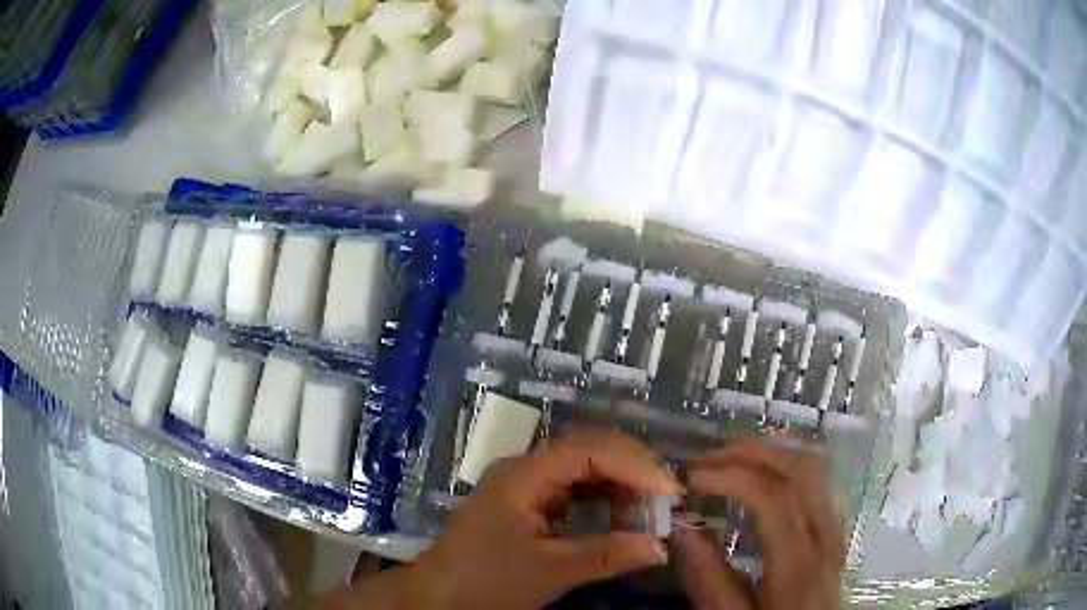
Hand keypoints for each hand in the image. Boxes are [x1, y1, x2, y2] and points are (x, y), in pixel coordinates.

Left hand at [410, 426, 681, 608]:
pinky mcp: (528, 503)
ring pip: (581, 468)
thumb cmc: (486, 581)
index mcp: (523, 475)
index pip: (587, 450)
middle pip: (586, 450)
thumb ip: (605, 556)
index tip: (669, 489)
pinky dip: (602, 498)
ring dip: (619, 482)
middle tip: (667, 493)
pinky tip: (623, 513)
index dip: (633, 464)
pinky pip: (573, 489)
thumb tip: (661, 546)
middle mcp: (525, 469)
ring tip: (651, 503)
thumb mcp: (548, 572)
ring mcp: (525, 485)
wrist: (439, 595)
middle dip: (631, 466)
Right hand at [673, 441, 844, 609]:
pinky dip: (786, 464)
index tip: (693, 476)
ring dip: (771, 452)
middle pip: (801, 469)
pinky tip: (762, 472)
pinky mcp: (835, 527)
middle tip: (708, 457)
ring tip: (730, 457)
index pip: (776, 496)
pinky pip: (817, 479)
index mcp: (800, 563)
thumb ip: (709, 580)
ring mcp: (836, 527)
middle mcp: (826, 535)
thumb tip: (683, 530)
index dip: (733, 474)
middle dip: (752, 452)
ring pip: (814, 467)